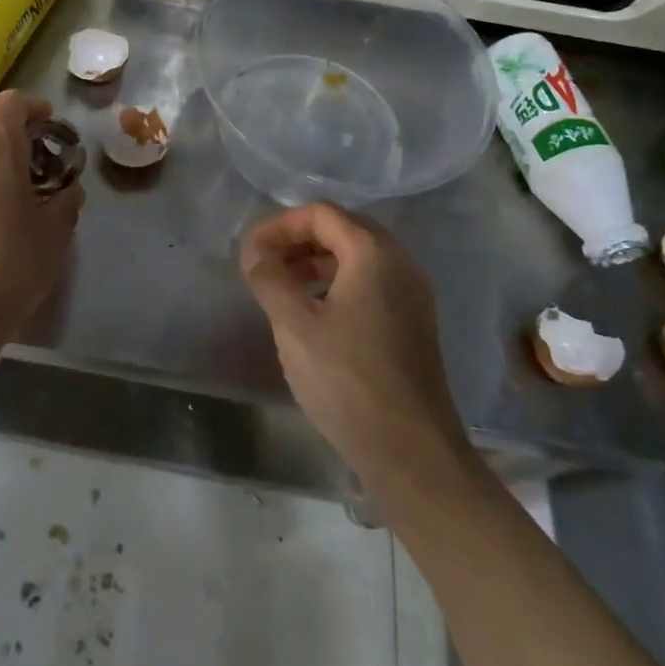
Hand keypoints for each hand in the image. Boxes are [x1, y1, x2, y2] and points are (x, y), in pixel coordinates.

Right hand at [240, 203, 470, 487]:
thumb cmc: (347, 379)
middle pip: (342, 229)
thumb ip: (269, 278)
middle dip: (299, 240)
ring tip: (284, 287)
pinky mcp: (414, 322)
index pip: (320, 214)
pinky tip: (316, 313)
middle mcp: (400, 263)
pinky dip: (338, 283)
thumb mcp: (294, 325)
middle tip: (266, 264)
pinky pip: (371, 283)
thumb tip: (255, 254)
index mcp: (373, 253)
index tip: (251, 253)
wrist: (411, 451)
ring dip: (317, 262)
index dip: (279, 225)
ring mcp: (412, 294)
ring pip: (358, 257)